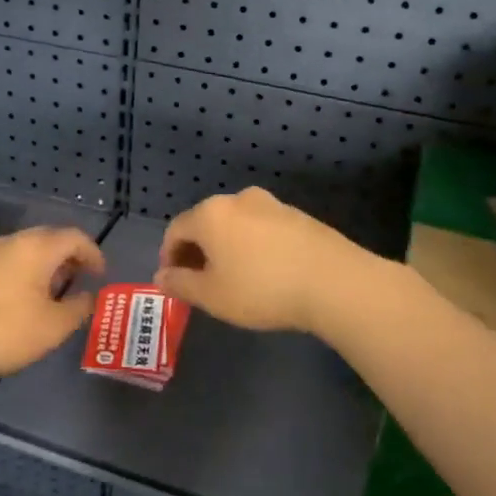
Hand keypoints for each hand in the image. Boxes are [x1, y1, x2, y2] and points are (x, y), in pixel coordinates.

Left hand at [0, 226, 104, 392]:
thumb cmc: (2, 332)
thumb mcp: (52, 328)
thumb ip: (78, 309)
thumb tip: (89, 296)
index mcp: (37, 247)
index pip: (75, 237)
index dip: (94, 254)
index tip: (101, 276)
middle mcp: (12, 241)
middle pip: (50, 239)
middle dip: (70, 259)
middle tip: (81, 283)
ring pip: (27, 251)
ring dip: (46, 267)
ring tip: (54, 296)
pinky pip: (8, 262)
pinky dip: (25, 274)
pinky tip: (22, 303)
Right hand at [155, 187, 372, 333]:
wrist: (333, 281)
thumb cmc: (261, 289)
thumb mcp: (212, 296)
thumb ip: (181, 284)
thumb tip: (161, 276)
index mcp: (210, 214)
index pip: (176, 229)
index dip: (169, 255)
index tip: (173, 281)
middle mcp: (238, 199)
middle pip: (206, 222)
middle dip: (198, 251)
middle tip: (201, 282)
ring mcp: (271, 204)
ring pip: (236, 224)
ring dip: (227, 247)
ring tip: (235, 278)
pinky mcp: (298, 215)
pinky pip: (262, 228)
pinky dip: (253, 245)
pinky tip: (265, 271)